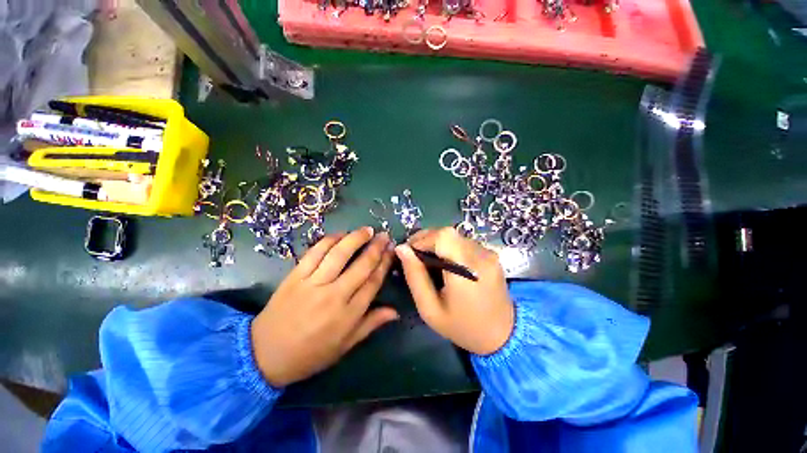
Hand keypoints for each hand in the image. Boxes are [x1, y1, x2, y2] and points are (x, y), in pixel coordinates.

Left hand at [251, 227, 397, 386]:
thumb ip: (371, 324)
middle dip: (376, 247)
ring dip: (355, 238)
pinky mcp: (295, 276)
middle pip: (361, 265)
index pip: (373, 281)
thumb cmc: (310, 354)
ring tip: (367, 230)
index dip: (385, 263)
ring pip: (339, 254)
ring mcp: (313, 283)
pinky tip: (340, 234)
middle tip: (385, 235)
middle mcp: (334, 295)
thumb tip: (395, 312)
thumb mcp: (345, 345)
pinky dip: (329, 240)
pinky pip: (315, 253)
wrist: (265, 355)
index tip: (392, 251)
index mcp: (349, 314)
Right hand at [395, 228, 513, 355]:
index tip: (410, 251)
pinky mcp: (491, 255)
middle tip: (414, 255)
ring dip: (437, 243)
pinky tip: (445, 263)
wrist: (503, 336)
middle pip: (448, 233)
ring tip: (429, 260)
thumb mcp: (430, 309)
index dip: (423, 238)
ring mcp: (488, 253)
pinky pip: (464, 243)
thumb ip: (415, 277)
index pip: (443, 236)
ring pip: (455, 236)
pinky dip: (450, 248)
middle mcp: (480, 256)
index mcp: (466, 270)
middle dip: (426, 239)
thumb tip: (402, 249)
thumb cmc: (462, 327)